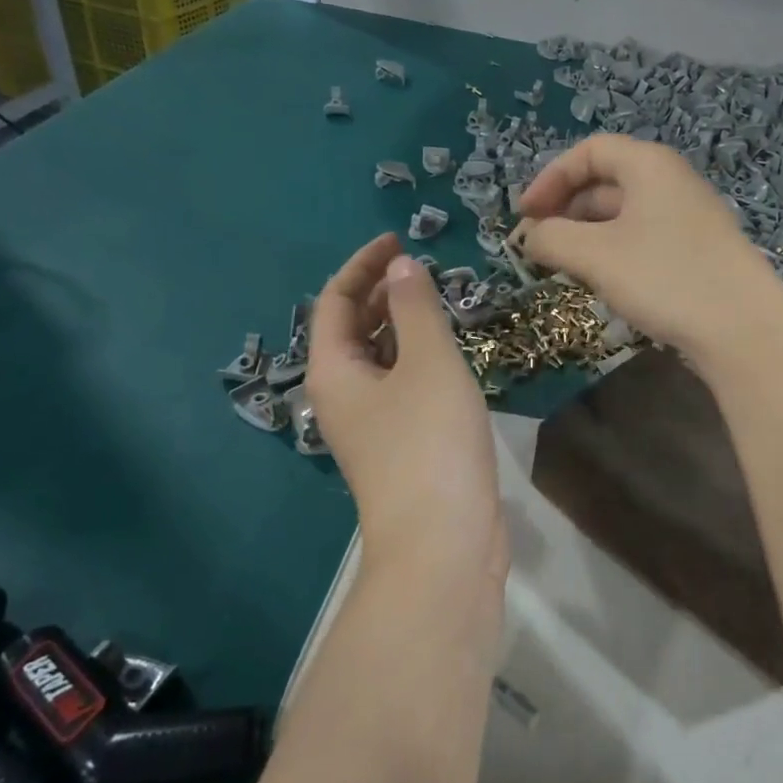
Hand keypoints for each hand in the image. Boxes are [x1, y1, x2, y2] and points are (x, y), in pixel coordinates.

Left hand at [307, 234, 506, 583]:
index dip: (363, 264)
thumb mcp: (428, 363)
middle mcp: (342, 396)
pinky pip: (401, 386)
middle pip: (352, 330)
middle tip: (423, 269)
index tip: (399, 240)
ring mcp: (370, 426)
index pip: (336, 301)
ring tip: (438, 302)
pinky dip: (418, 359)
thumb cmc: (430, 444)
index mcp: (334, 371)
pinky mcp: (399, 447)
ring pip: (379, 359)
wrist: (443, 542)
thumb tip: (401, 266)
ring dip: (402, 325)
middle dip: (381, 292)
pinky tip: (449, 354)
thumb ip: (416, 308)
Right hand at [514, 136, 782, 358]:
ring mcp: (688, 218)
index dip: (550, 179)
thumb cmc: (664, 277)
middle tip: (539, 245)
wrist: (743, 328)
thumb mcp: (595, 255)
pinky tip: (603, 282)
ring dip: (586, 235)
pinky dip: (613, 252)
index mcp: (649, 165)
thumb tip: (529, 236)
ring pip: (623, 215)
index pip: (589, 152)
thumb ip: (551, 238)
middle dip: (565, 209)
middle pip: (606, 182)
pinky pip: (643, 239)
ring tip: (564, 267)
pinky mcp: (696, 252)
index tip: (525, 215)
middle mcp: (671, 182)